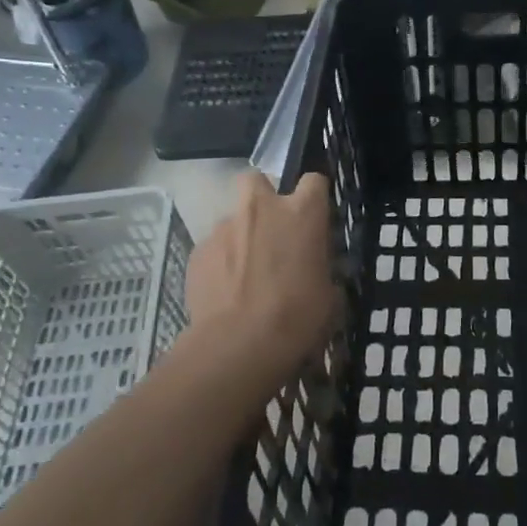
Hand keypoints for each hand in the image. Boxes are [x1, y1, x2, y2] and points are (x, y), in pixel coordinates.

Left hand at [183, 171, 341, 390]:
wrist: (239, 345)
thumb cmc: (297, 318)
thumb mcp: (328, 293)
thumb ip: (320, 268)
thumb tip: (314, 270)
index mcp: (302, 213)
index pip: (314, 180)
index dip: (314, 196)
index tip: (314, 216)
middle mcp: (261, 208)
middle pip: (257, 180)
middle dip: (262, 197)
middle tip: (270, 228)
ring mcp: (224, 227)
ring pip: (233, 218)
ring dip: (240, 236)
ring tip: (244, 273)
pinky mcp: (198, 251)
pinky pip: (213, 247)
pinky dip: (220, 262)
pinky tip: (224, 291)